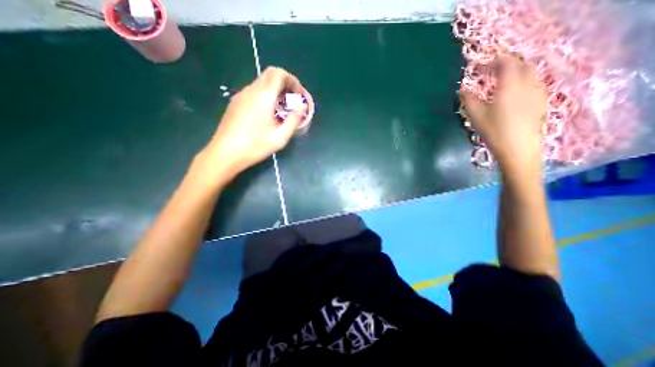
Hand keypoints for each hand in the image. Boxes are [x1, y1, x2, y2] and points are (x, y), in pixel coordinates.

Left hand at [195, 66, 305, 183]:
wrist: (225, 153)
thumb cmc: (255, 146)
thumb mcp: (280, 137)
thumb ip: (293, 121)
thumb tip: (301, 108)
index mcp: (263, 96)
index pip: (278, 73)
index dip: (291, 79)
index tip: (298, 92)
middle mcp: (251, 91)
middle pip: (269, 74)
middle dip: (284, 82)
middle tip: (291, 98)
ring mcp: (240, 96)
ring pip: (260, 83)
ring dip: (274, 89)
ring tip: (281, 107)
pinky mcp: (235, 103)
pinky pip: (253, 92)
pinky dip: (264, 95)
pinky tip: (267, 112)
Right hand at [460, 56, 547, 176]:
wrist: (517, 148)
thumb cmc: (494, 131)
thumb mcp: (476, 116)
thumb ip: (469, 100)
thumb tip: (462, 89)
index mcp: (509, 86)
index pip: (507, 64)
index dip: (497, 60)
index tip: (486, 63)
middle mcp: (527, 85)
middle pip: (523, 65)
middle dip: (510, 64)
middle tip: (496, 70)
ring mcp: (537, 93)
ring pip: (532, 74)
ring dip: (519, 72)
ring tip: (507, 80)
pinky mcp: (541, 103)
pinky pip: (536, 84)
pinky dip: (526, 82)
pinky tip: (518, 92)